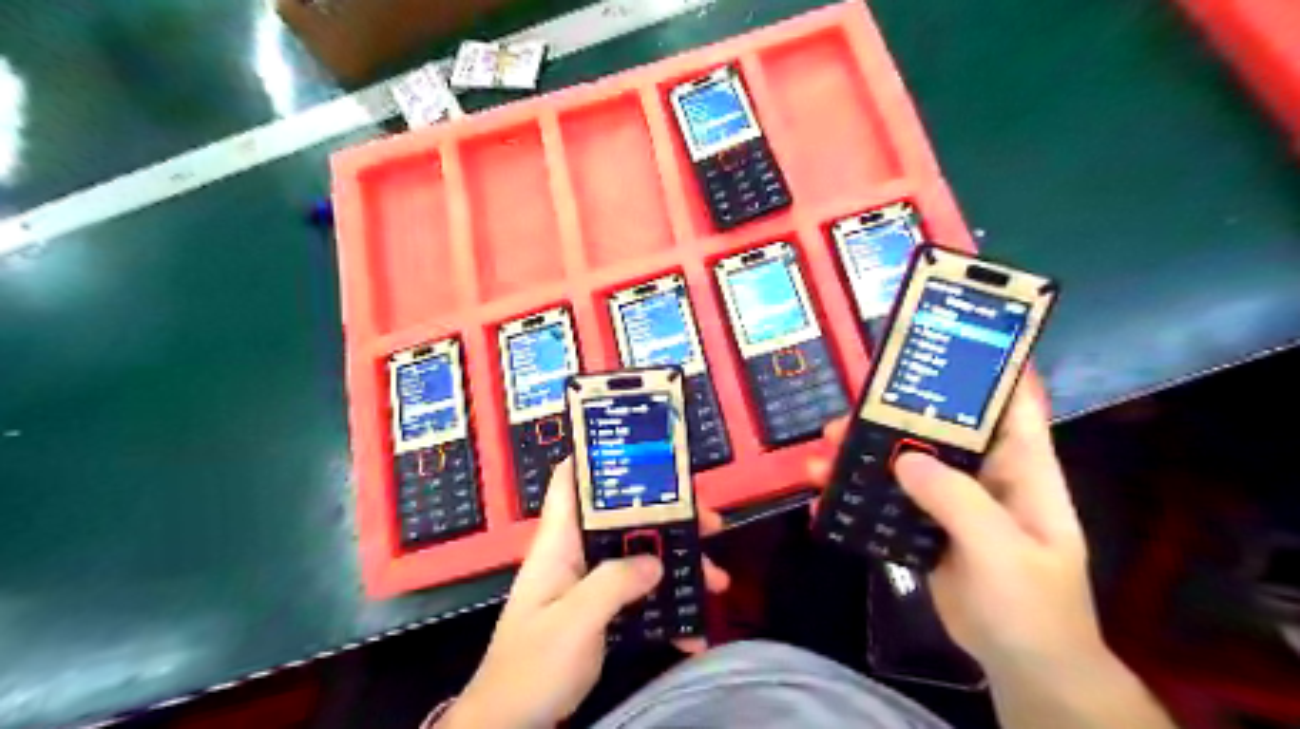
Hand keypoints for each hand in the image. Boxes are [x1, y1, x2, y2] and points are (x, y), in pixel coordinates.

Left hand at [441, 461, 729, 727]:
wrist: (510, 725)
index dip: (599, 458)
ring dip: (678, 566)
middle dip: (667, 517)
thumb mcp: (573, 621)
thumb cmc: (532, 666)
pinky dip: (666, 611)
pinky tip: (692, 632)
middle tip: (709, 523)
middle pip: (622, 519)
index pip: (570, 482)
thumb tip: (656, 562)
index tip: (645, 453)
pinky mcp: (600, 614)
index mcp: (559, 544)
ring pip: (638, 558)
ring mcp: (589, 586)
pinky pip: (639, 599)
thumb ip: (613, 584)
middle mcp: (576, 556)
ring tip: (716, 580)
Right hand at [808, 375, 1106, 678]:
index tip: (941, 343)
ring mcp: (951, 502)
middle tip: (845, 417)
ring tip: (820, 457)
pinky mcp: (925, 528)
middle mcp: (984, 476)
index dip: (985, 368)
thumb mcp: (1002, 551)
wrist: (1022, 667)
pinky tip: (824, 502)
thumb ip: (958, 501)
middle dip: (890, 418)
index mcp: (1022, 469)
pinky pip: (887, 503)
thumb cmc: (1032, 606)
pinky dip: (856, 499)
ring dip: (862, 457)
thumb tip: (903, 458)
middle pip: (935, 430)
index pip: (1010, 403)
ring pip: (902, 464)